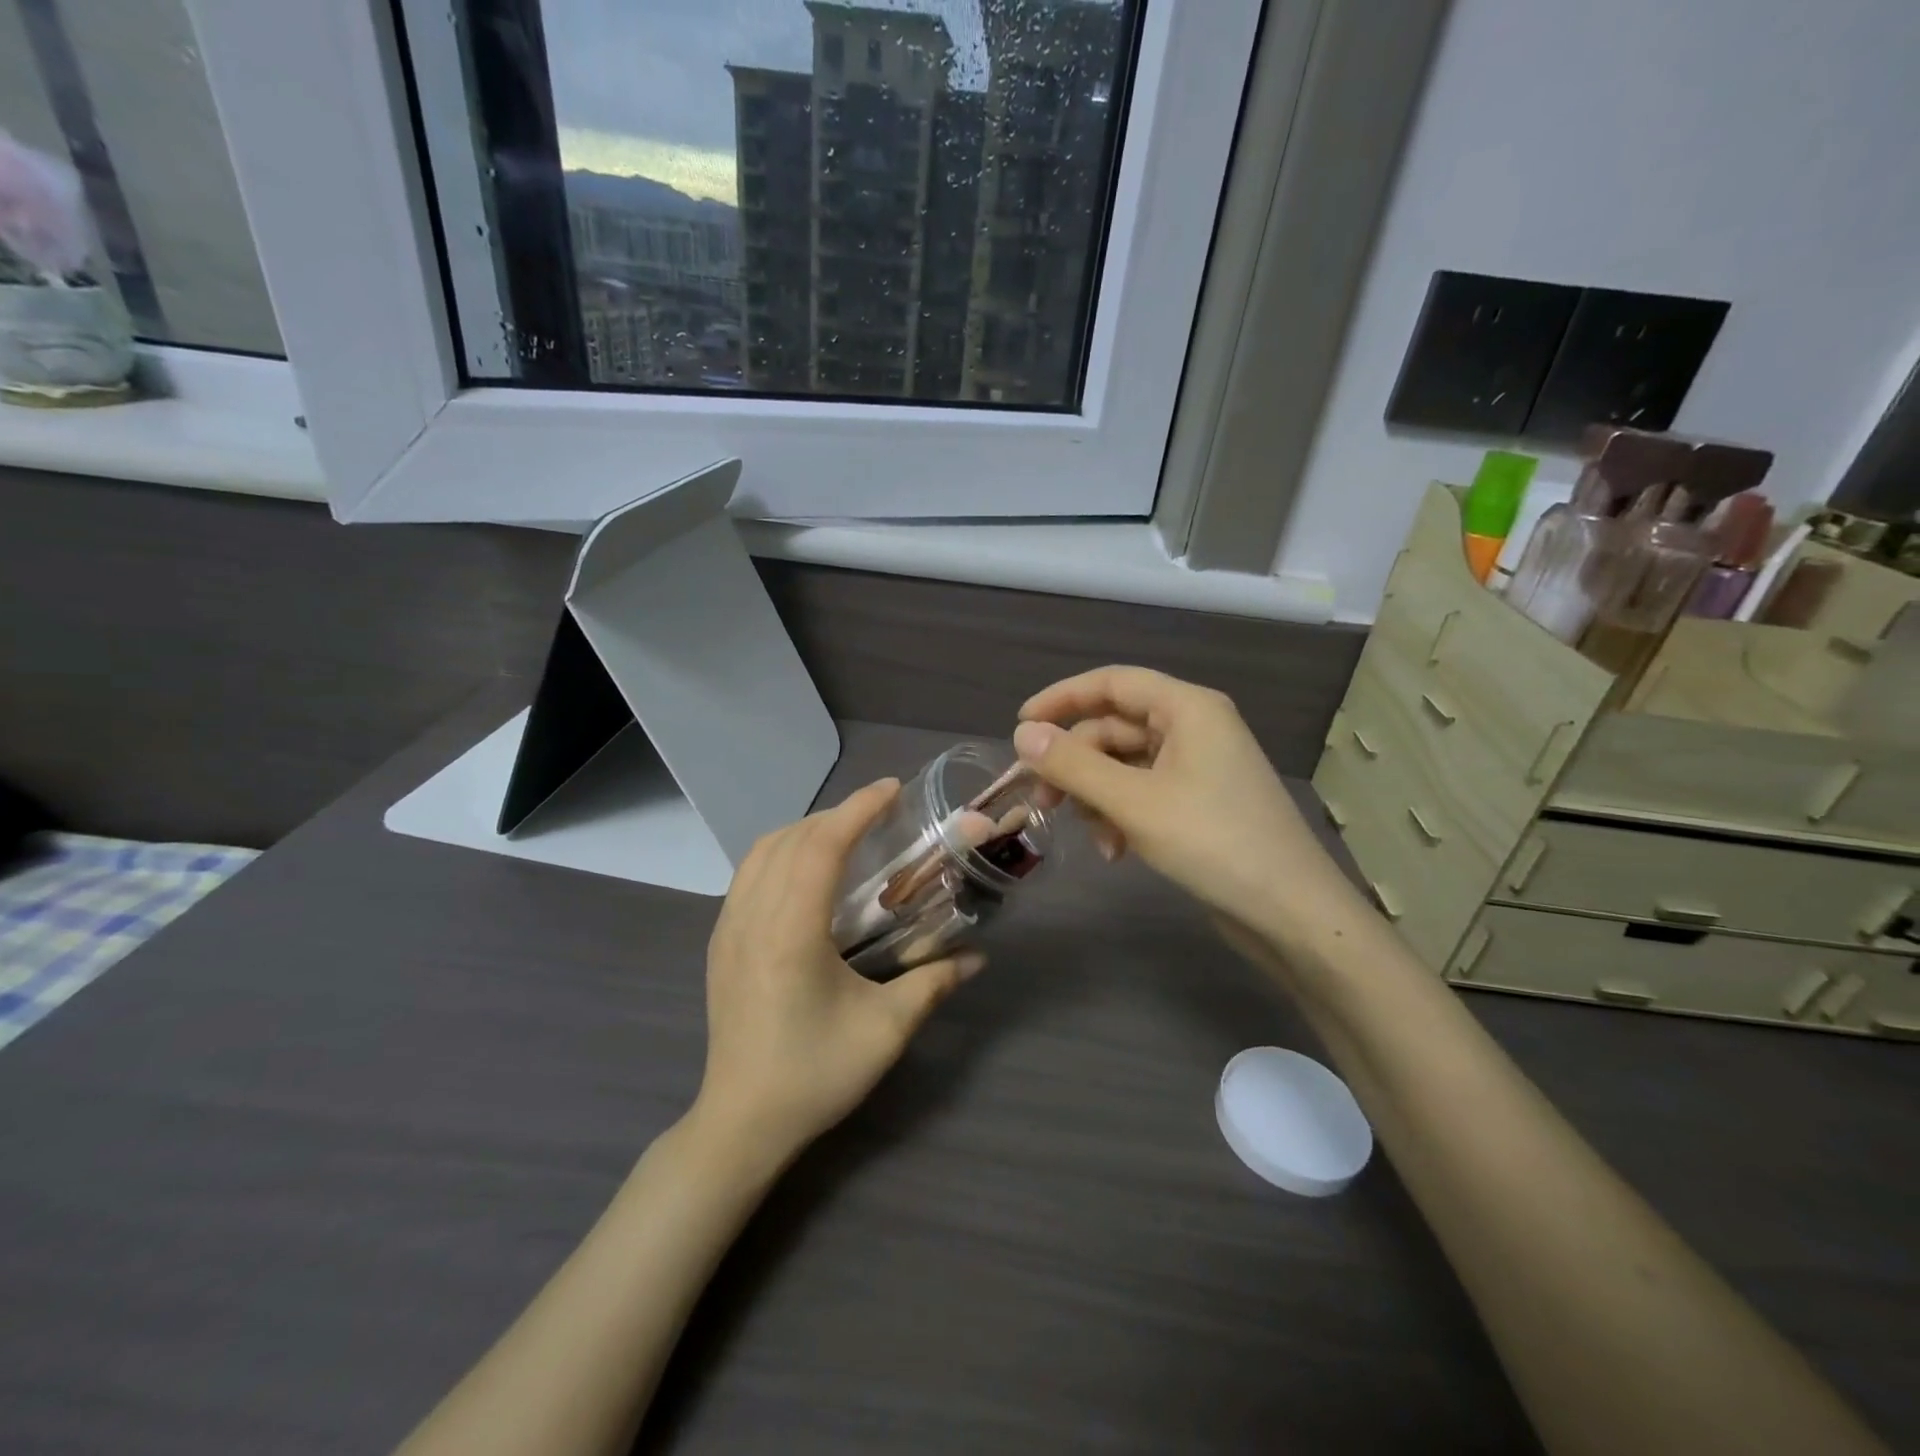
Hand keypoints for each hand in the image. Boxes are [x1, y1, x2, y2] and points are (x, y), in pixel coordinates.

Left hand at [694, 779, 981, 1164]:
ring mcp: (728, 928)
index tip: (892, 790)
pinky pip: (748, 873)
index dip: (858, 809)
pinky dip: (780, 851)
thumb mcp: (886, 1030)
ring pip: (761, 851)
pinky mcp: (720, 942)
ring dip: (805, 829)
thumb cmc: (815, 1075)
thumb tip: (978, 958)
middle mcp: (752, 918)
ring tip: (846, 833)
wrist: (741, 1122)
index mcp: (791, 933)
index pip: (821, 847)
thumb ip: (933, 984)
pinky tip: (806, 870)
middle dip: (837, 814)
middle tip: (880, 813)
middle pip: (791, 839)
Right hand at [1013, 667, 1368, 950]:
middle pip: (1114, 728)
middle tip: (1040, 799)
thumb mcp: (1133, 802)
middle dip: (1076, 764)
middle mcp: (1194, 727)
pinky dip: (1121, 815)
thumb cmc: (1213, 842)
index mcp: (1187, 708)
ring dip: (1097, 797)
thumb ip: (1074, 766)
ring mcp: (1198, 766)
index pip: (1112, 682)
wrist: (1290, 913)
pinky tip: (1115, 851)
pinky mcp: (1198, 802)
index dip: (1062, 698)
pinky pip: (1143, 793)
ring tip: (1093, 837)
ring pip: (1124, 765)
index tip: (1020, 726)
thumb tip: (1022, 734)